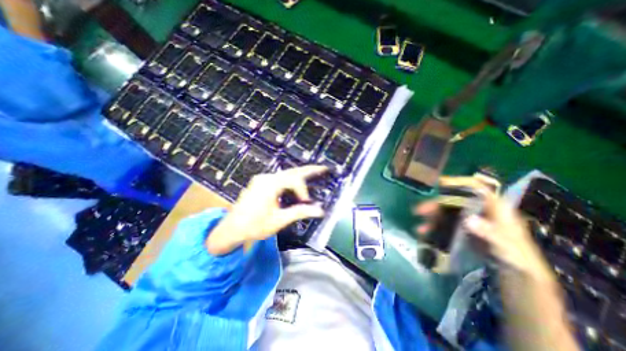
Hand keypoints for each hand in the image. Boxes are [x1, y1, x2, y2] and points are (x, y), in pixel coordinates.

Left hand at [207, 165, 327, 254]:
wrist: (230, 229)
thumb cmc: (254, 226)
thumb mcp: (279, 220)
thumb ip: (300, 212)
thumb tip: (320, 210)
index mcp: (269, 184)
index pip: (293, 180)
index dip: (303, 190)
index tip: (306, 203)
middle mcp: (266, 177)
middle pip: (291, 171)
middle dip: (308, 170)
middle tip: (323, 168)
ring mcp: (262, 179)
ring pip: (285, 174)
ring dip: (299, 176)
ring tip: (313, 174)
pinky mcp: (260, 183)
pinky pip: (279, 178)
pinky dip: (290, 181)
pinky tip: (296, 185)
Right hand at [415, 178, 551, 280]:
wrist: (518, 275)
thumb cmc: (518, 260)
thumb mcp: (509, 249)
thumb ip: (491, 234)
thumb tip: (469, 220)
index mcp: (495, 209)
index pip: (476, 189)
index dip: (459, 183)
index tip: (439, 184)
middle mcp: (479, 210)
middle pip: (454, 201)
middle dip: (435, 204)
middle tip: (419, 211)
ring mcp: (469, 219)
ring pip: (446, 212)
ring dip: (431, 218)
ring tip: (420, 228)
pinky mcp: (462, 229)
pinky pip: (445, 224)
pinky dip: (434, 227)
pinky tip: (425, 233)